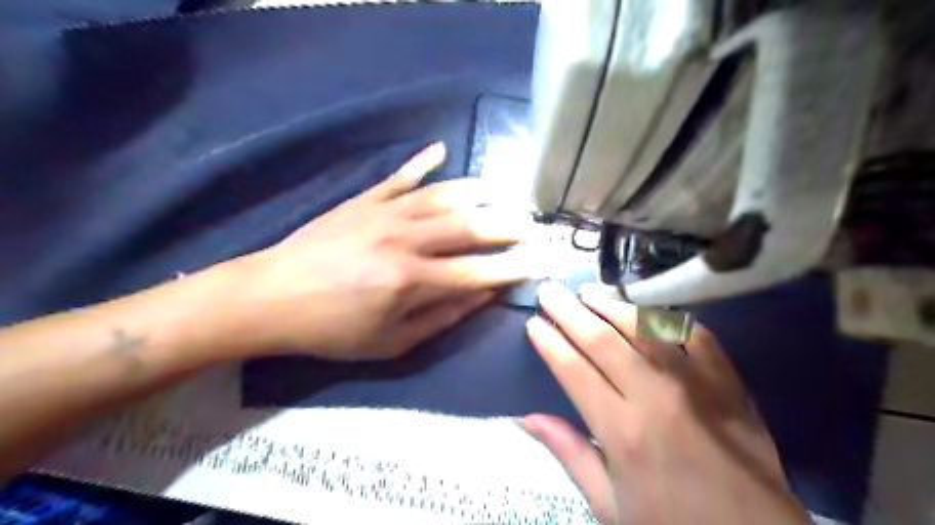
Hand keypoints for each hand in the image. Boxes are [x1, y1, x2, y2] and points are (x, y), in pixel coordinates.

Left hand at [227, 142, 532, 358]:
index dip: (513, 268)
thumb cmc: (332, 329)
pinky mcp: (366, 199)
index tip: (539, 262)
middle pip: (470, 225)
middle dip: (508, 225)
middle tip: (531, 225)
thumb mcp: (390, 342)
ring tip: (506, 191)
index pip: (478, 271)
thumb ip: (442, 317)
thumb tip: (483, 296)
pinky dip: (423, 162)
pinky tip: (442, 149)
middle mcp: (406, 239)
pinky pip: (401, 175)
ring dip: (480, 191)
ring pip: (445, 194)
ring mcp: (385, 212)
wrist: (271, 297)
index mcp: (412, 281)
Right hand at [519, 283, 811, 524]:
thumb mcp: (610, 506)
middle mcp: (655, 396)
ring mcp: (697, 385)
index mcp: (621, 431)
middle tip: (550, 290)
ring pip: (645, 329)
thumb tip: (527, 419)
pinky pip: (698, 336)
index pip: (573, 370)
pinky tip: (652, 313)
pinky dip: (672, 320)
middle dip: (569, 312)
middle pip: (603, 340)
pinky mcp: (730, 384)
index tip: (533, 323)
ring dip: (612, 305)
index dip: (550, 343)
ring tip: (588, 292)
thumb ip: (569, 454)